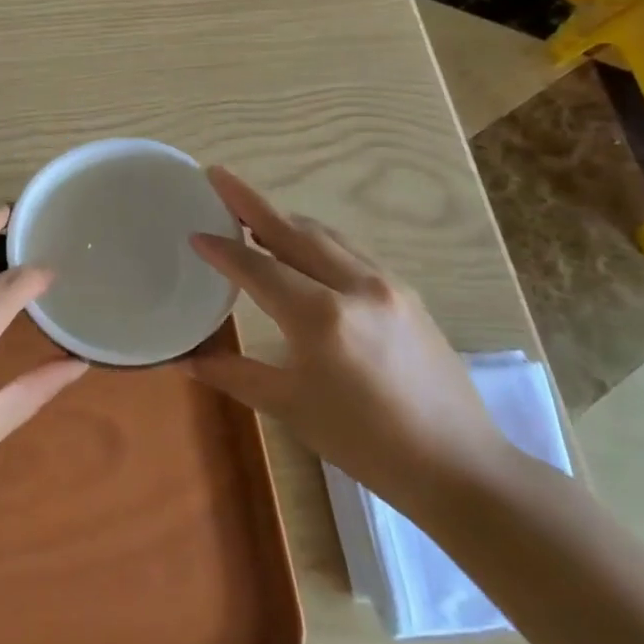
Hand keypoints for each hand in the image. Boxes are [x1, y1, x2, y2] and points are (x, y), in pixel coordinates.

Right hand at [187, 167, 507, 516]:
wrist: (459, 465)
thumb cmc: (366, 442)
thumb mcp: (291, 408)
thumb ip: (234, 374)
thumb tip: (184, 361)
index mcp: (321, 317)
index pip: (258, 268)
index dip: (222, 249)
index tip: (194, 232)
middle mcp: (355, 286)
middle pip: (293, 230)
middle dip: (251, 202)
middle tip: (218, 177)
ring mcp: (386, 284)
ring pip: (325, 235)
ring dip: (285, 219)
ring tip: (252, 213)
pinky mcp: (406, 293)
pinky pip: (350, 251)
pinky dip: (316, 239)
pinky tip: (303, 249)